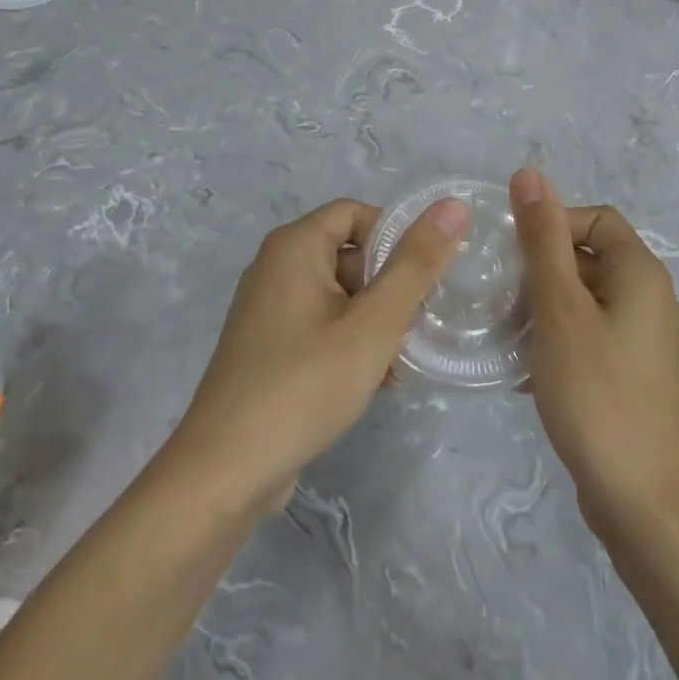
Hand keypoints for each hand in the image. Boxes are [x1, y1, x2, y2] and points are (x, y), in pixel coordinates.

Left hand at [171, 197, 467, 512]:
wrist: (225, 473)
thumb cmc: (305, 385)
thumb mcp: (374, 324)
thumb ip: (416, 264)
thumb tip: (453, 206)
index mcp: (295, 246)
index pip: (358, 213)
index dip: (397, 237)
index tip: (427, 276)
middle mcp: (276, 267)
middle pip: (351, 254)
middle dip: (391, 287)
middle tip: (419, 325)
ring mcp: (269, 309)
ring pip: (341, 295)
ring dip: (377, 321)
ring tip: (402, 362)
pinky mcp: (269, 347)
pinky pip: (322, 325)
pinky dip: (352, 342)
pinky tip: (378, 382)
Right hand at [511, 169, 678, 537]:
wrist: (641, 499)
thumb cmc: (597, 391)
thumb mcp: (560, 308)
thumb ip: (543, 240)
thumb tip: (530, 173)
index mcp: (640, 272)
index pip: (595, 219)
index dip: (553, 225)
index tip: (512, 256)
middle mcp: (648, 299)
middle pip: (589, 258)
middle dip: (541, 270)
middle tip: (500, 295)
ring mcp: (641, 341)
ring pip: (583, 301)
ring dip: (542, 308)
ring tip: (504, 331)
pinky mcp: (630, 375)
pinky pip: (587, 337)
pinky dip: (556, 341)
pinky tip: (522, 369)